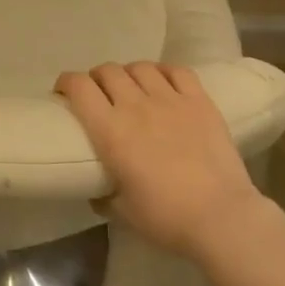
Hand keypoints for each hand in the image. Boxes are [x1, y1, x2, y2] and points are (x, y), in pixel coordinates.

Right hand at [56, 62, 261, 257]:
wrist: (220, 216)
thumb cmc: (166, 218)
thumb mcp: (122, 212)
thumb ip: (104, 195)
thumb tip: (97, 189)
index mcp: (111, 131)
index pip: (80, 88)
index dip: (67, 82)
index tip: (64, 92)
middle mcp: (136, 106)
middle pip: (108, 71)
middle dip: (96, 78)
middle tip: (98, 94)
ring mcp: (170, 99)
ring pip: (140, 67)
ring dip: (128, 74)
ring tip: (132, 88)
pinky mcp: (200, 101)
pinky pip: (177, 71)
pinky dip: (164, 72)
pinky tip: (163, 83)